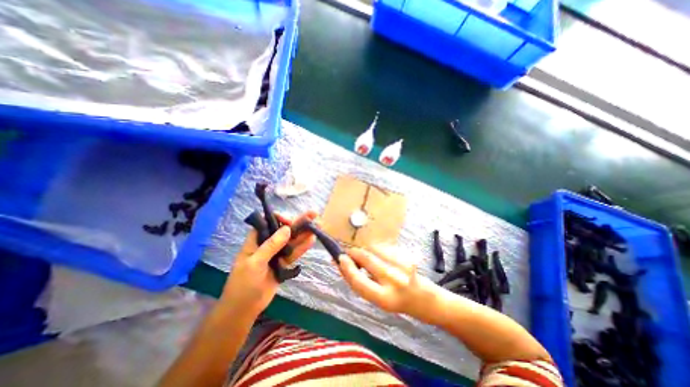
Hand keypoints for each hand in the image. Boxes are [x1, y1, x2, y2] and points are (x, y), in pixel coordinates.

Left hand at [220, 212, 317, 317]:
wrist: (244, 309)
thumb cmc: (243, 284)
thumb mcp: (255, 263)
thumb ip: (271, 246)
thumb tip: (287, 229)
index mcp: (256, 240)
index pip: (268, 222)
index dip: (280, 219)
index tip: (290, 223)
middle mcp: (268, 244)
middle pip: (284, 229)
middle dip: (298, 222)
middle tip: (313, 214)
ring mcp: (277, 253)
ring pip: (292, 240)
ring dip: (304, 233)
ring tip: (318, 225)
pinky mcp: (284, 263)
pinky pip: (294, 253)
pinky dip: (303, 247)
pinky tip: (312, 240)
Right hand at [337, 246, 432, 317]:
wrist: (426, 300)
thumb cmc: (397, 302)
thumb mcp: (377, 299)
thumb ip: (360, 283)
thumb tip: (343, 265)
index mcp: (385, 299)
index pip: (359, 281)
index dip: (346, 268)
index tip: (339, 258)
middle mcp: (395, 282)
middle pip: (367, 259)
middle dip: (354, 252)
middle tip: (347, 252)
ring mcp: (403, 267)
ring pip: (375, 249)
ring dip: (365, 250)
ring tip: (363, 256)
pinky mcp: (408, 256)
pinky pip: (384, 248)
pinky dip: (376, 249)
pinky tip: (377, 255)